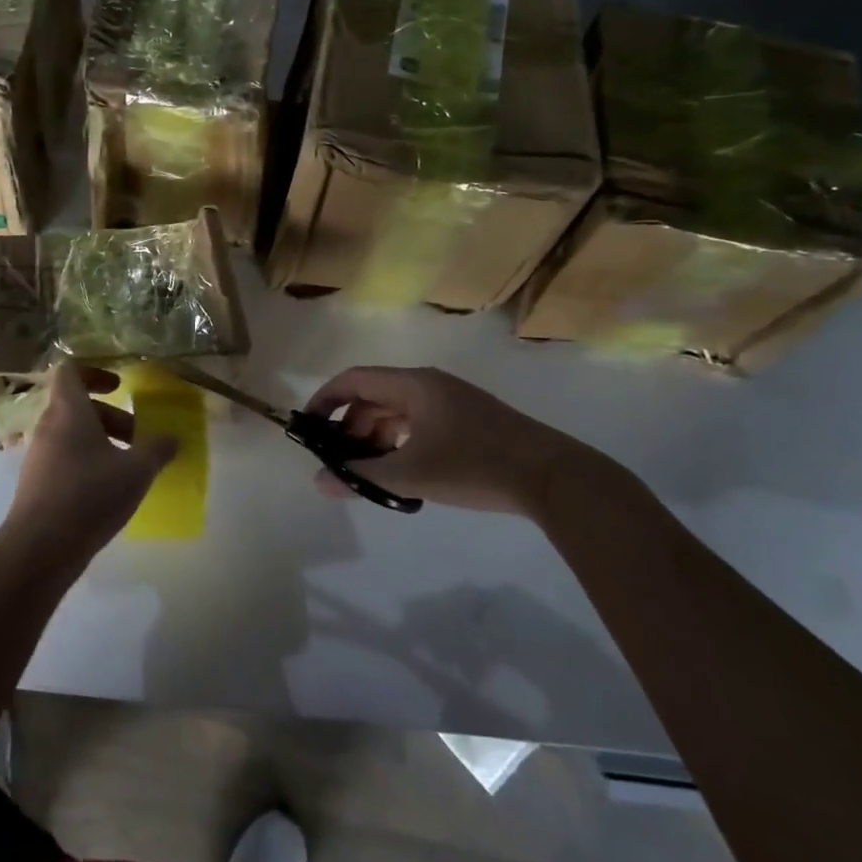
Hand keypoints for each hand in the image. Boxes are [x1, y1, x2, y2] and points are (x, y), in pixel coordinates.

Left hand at [3, 363, 178, 566]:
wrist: (40, 548)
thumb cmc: (90, 495)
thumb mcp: (136, 471)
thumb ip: (157, 450)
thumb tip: (172, 439)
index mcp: (68, 410)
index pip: (70, 370)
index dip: (95, 372)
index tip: (120, 388)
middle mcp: (48, 426)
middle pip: (77, 405)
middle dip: (110, 417)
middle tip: (137, 436)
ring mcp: (39, 455)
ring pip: (72, 433)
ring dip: (101, 441)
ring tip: (129, 467)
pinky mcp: (36, 482)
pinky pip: (64, 458)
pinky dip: (87, 463)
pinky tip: (108, 490)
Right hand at [303, 366, 607, 518]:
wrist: (552, 477)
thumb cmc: (474, 465)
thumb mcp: (411, 473)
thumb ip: (361, 476)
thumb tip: (320, 482)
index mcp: (414, 384)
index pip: (354, 379)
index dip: (326, 400)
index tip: (308, 429)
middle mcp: (429, 385)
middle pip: (375, 397)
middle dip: (350, 427)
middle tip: (337, 462)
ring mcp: (451, 403)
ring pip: (397, 414)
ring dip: (375, 438)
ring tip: (365, 473)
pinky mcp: (467, 422)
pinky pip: (418, 425)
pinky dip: (399, 444)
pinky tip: (399, 473)